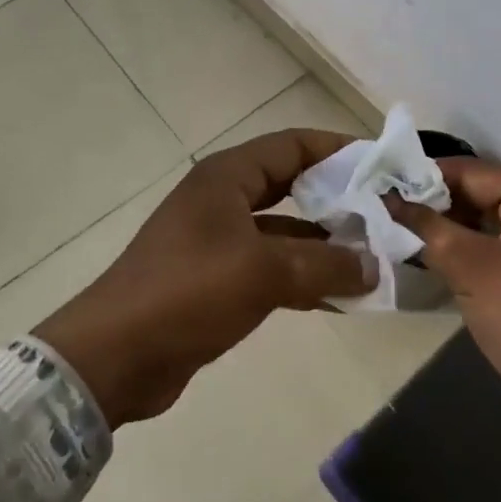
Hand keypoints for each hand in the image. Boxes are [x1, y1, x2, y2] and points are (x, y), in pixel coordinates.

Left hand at [34, 129, 377, 426]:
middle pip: (291, 185)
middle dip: (337, 198)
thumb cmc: (188, 293)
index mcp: (227, 176)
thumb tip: (372, 264)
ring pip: (284, 230)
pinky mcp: (216, 278)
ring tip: (374, 258)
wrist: (115, 356)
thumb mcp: (262, 272)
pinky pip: (271, 266)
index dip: (338, 149)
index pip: (292, 145)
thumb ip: (323, 264)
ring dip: (324, 243)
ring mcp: (218, 239)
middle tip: (385, 213)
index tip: (382, 164)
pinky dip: (303, 275)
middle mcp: (223, 198)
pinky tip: (340, 295)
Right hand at [391, 158, 500, 455]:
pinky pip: (500, 256)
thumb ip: (427, 227)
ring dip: (450, 233)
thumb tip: (389, 198)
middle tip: (389, 215)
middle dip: (436, 206)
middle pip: (481, 196)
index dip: (426, 177)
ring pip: (489, 228)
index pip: (471, 171)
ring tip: (404, 239)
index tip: (384, 186)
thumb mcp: (470, 267)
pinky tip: (438, 268)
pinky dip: (470, 257)